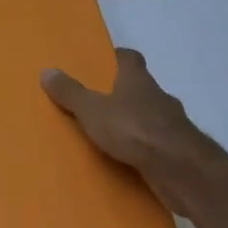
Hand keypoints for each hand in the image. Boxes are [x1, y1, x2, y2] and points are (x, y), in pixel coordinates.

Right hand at [41, 48, 224, 214]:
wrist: (180, 169)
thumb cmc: (134, 129)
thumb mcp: (92, 110)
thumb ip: (70, 93)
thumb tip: (47, 71)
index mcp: (138, 80)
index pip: (130, 58)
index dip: (118, 57)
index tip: (105, 61)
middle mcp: (159, 96)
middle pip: (141, 87)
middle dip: (124, 93)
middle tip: (101, 101)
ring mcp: (173, 124)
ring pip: (151, 117)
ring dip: (137, 122)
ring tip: (114, 135)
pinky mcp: (180, 151)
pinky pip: (158, 144)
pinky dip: (146, 148)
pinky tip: (132, 159)